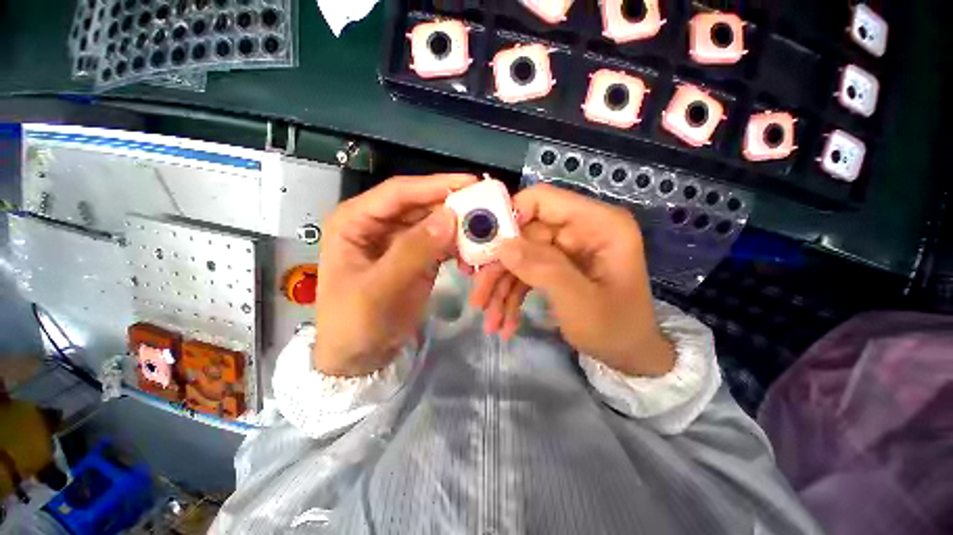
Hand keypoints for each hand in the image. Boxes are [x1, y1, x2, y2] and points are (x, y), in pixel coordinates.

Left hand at [314, 174, 476, 375]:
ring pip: (434, 224)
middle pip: (421, 205)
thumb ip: (413, 251)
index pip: (399, 192)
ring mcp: (401, 241)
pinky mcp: (417, 257)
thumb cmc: (355, 322)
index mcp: (356, 220)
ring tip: (485, 232)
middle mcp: (379, 224)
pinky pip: (441, 244)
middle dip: (453, 206)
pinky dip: (458, 246)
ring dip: (459, 228)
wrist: (359, 356)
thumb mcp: (379, 288)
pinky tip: (473, 254)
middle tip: (487, 207)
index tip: (471, 183)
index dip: (435, 185)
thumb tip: (449, 217)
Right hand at [477, 184, 674, 376]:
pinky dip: (512, 296)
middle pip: (523, 235)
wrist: (630, 356)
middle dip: (498, 268)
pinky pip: (526, 273)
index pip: (543, 200)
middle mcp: (580, 230)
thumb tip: (502, 246)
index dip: (509, 217)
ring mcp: (566, 249)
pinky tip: (505, 323)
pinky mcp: (557, 266)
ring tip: (489, 320)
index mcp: (598, 224)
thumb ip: (542, 268)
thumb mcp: (579, 301)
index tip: (484, 247)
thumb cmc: (616, 329)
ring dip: (501, 288)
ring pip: (520, 257)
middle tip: (478, 297)